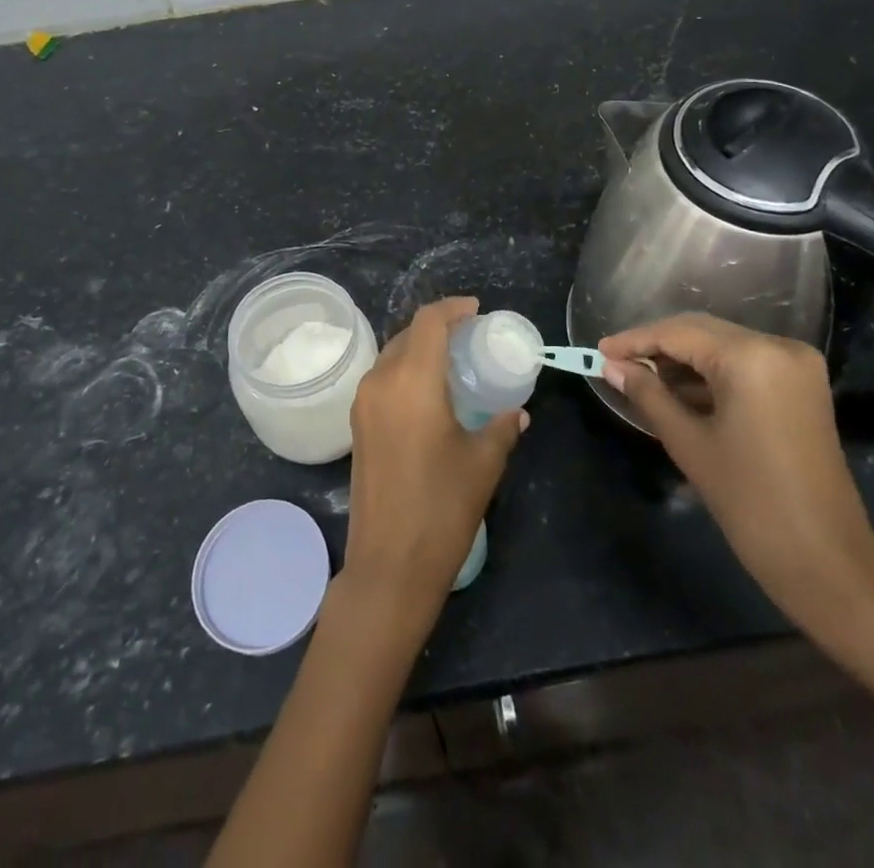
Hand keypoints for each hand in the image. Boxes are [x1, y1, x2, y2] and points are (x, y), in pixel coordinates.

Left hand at [342, 297, 527, 631]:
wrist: (389, 565)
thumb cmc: (442, 508)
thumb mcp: (483, 463)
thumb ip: (501, 428)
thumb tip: (516, 412)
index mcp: (412, 381)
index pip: (428, 322)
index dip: (452, 308)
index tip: (476, 311)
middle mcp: (380, 381)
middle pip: (407, 334)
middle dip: (437, 327)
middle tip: (469, 337)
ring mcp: (363, 403)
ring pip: (391, 356)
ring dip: (419, 349)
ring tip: (452, 362)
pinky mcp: (357, 424)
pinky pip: (382, 379)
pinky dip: (405, 371)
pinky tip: (429, 393)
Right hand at [599, 314, 873, 626]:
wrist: (826, 559)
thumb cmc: (749, 500)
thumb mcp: (688, 442)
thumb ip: (647, 394)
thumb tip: (611, 366)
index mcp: (752, 356)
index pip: (679, 333)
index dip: (635, 340)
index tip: (598, 350)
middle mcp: (779, 346)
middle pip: (703, 332)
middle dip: (657, 346)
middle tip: (615, 363)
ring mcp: (796, 364)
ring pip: (723, 346)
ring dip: (683, 360)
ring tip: (641, 378)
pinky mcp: (802, 385)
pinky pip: (745, 364)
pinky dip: (711, 374)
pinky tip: (679, 390)